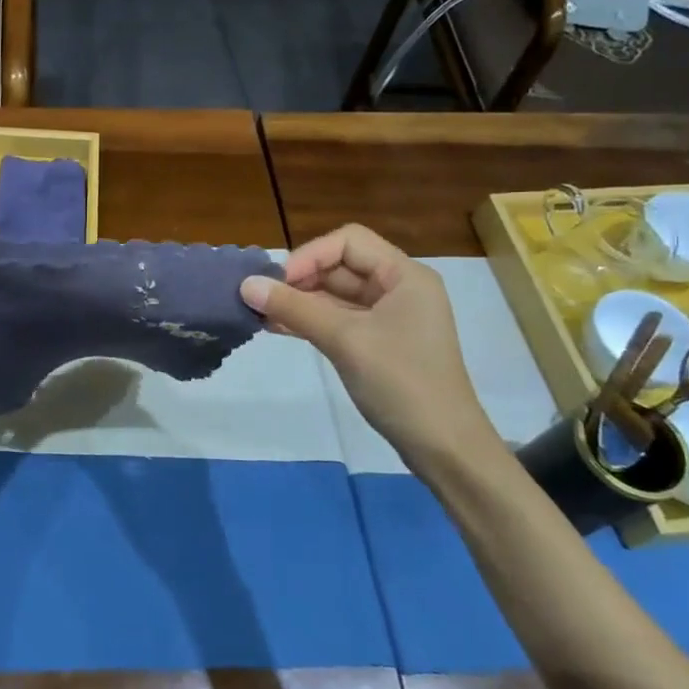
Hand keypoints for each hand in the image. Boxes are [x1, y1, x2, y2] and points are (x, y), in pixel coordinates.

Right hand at [240, 225, 501, 472]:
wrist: (443, 446)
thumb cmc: (401, 383)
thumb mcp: (345, 340)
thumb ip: (295, 308)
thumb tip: (245, 284)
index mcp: (404, 275)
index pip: (348, 242)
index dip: (309, 255)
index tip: (277, 283)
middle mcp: (399, 288)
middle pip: (340, 266)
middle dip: (299, 280)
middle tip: (261, 299)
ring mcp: (389, 317)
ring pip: (335, 295)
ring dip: (299, 302)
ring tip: (260, 314)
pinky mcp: (378, 343)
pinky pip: (338, 320)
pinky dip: (310, 321)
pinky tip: (277, 328)